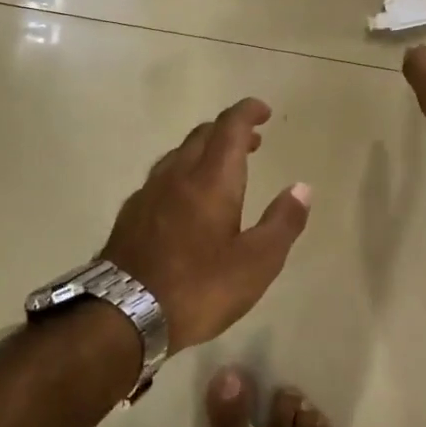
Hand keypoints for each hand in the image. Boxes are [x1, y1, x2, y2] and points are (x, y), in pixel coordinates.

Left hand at [101, 98, 312, 353]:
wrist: (123, 315)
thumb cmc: (199, 288)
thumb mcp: (257, 263)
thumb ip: (283, 223)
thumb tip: (302, 188)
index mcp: (211, 181)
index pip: (229, 128)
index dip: (247, 112)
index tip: (263, 111)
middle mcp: (177, 176)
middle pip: (202, 135)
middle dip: (228, 130)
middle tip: (251, 141)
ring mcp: (148, 194)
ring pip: (178, 154)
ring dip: (204, 150)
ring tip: (222, 167)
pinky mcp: (130, 215)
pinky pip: (161, 177)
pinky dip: (182, 173)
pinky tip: (185, 198)